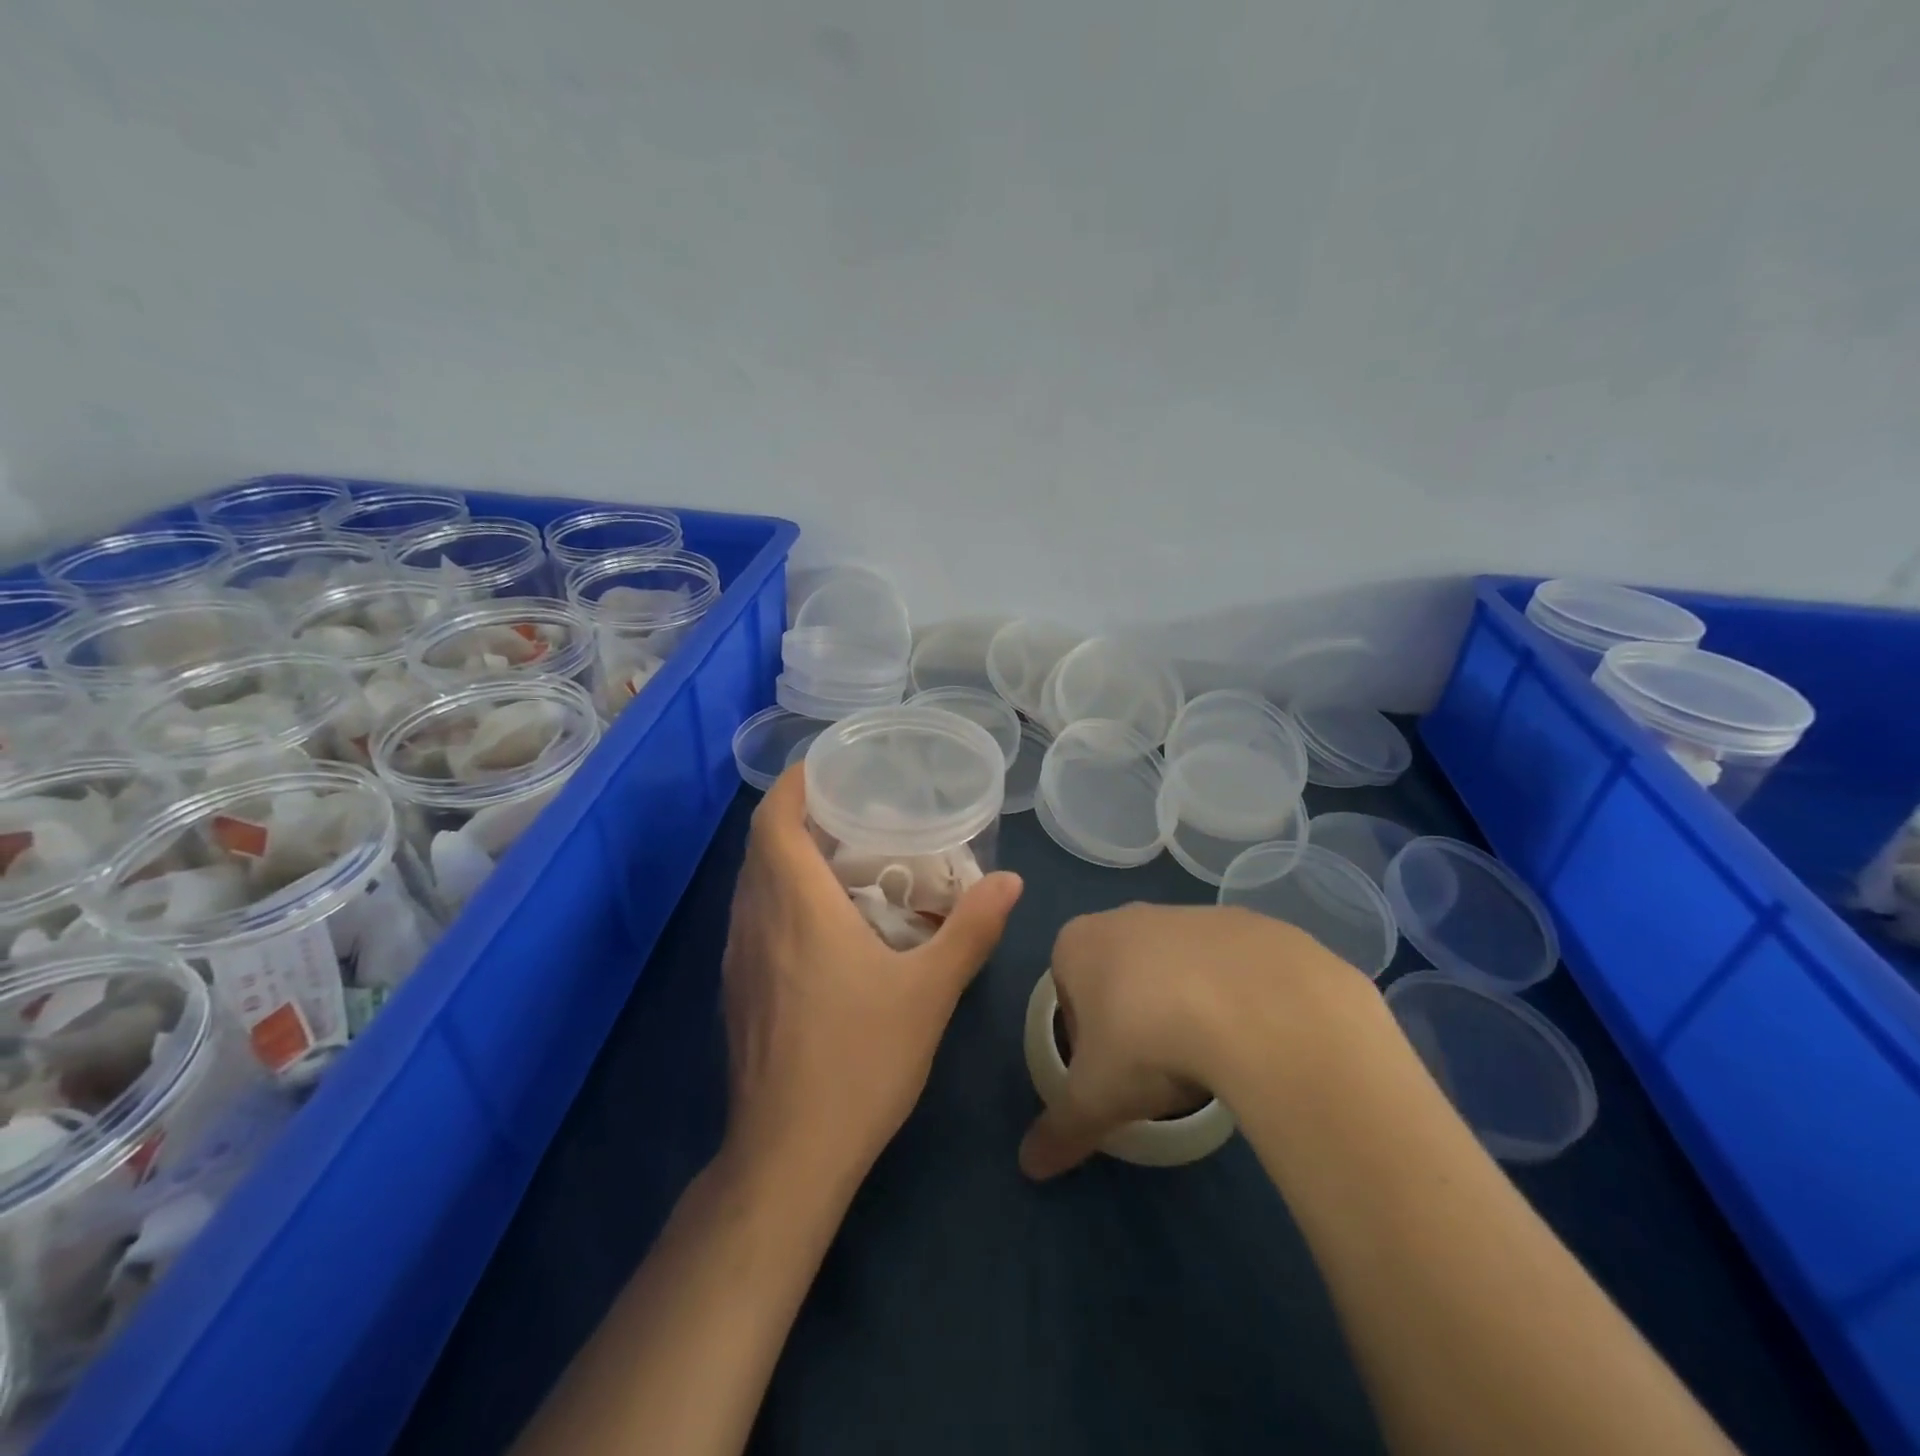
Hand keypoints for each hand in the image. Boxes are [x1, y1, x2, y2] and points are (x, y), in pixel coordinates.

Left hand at [721, 764, 1022, 1190]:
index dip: (795, 784)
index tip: (827, 767)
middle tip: (851, 811)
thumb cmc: (859, 1060)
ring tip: (841, 859)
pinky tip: (822, 926)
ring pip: (753, 884)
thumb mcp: (929, 991)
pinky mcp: (736, 991)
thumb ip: (970, 929)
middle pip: (761, 846)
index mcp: (794, 904)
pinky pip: (753, 919)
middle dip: (799, 817)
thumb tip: (1009, 881)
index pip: (774, 819)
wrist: (788, 1154)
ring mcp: (737, 958)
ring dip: (787, 859)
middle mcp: (754, 919)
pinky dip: (780, 898)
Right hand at [1018, 903, 1370, 1178]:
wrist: (1253, 1004)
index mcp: (1078, 942)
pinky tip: (1250, 1034)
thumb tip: (1029, 1167)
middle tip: (1157, 1070)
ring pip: (1173, 966)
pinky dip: (1232, 995)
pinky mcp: (1243, 921)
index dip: (1084, 1036)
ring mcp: (1187, 913)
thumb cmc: (1147, 1042)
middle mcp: (1127, 916)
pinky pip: (1227, 966)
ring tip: (1208, 1057)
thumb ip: (1060, 1129)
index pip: (1067, 990)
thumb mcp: (1096, 1098)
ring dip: (1182, 1003)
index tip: (1110, 1073)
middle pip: (1118, 973)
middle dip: (1132, 1017)